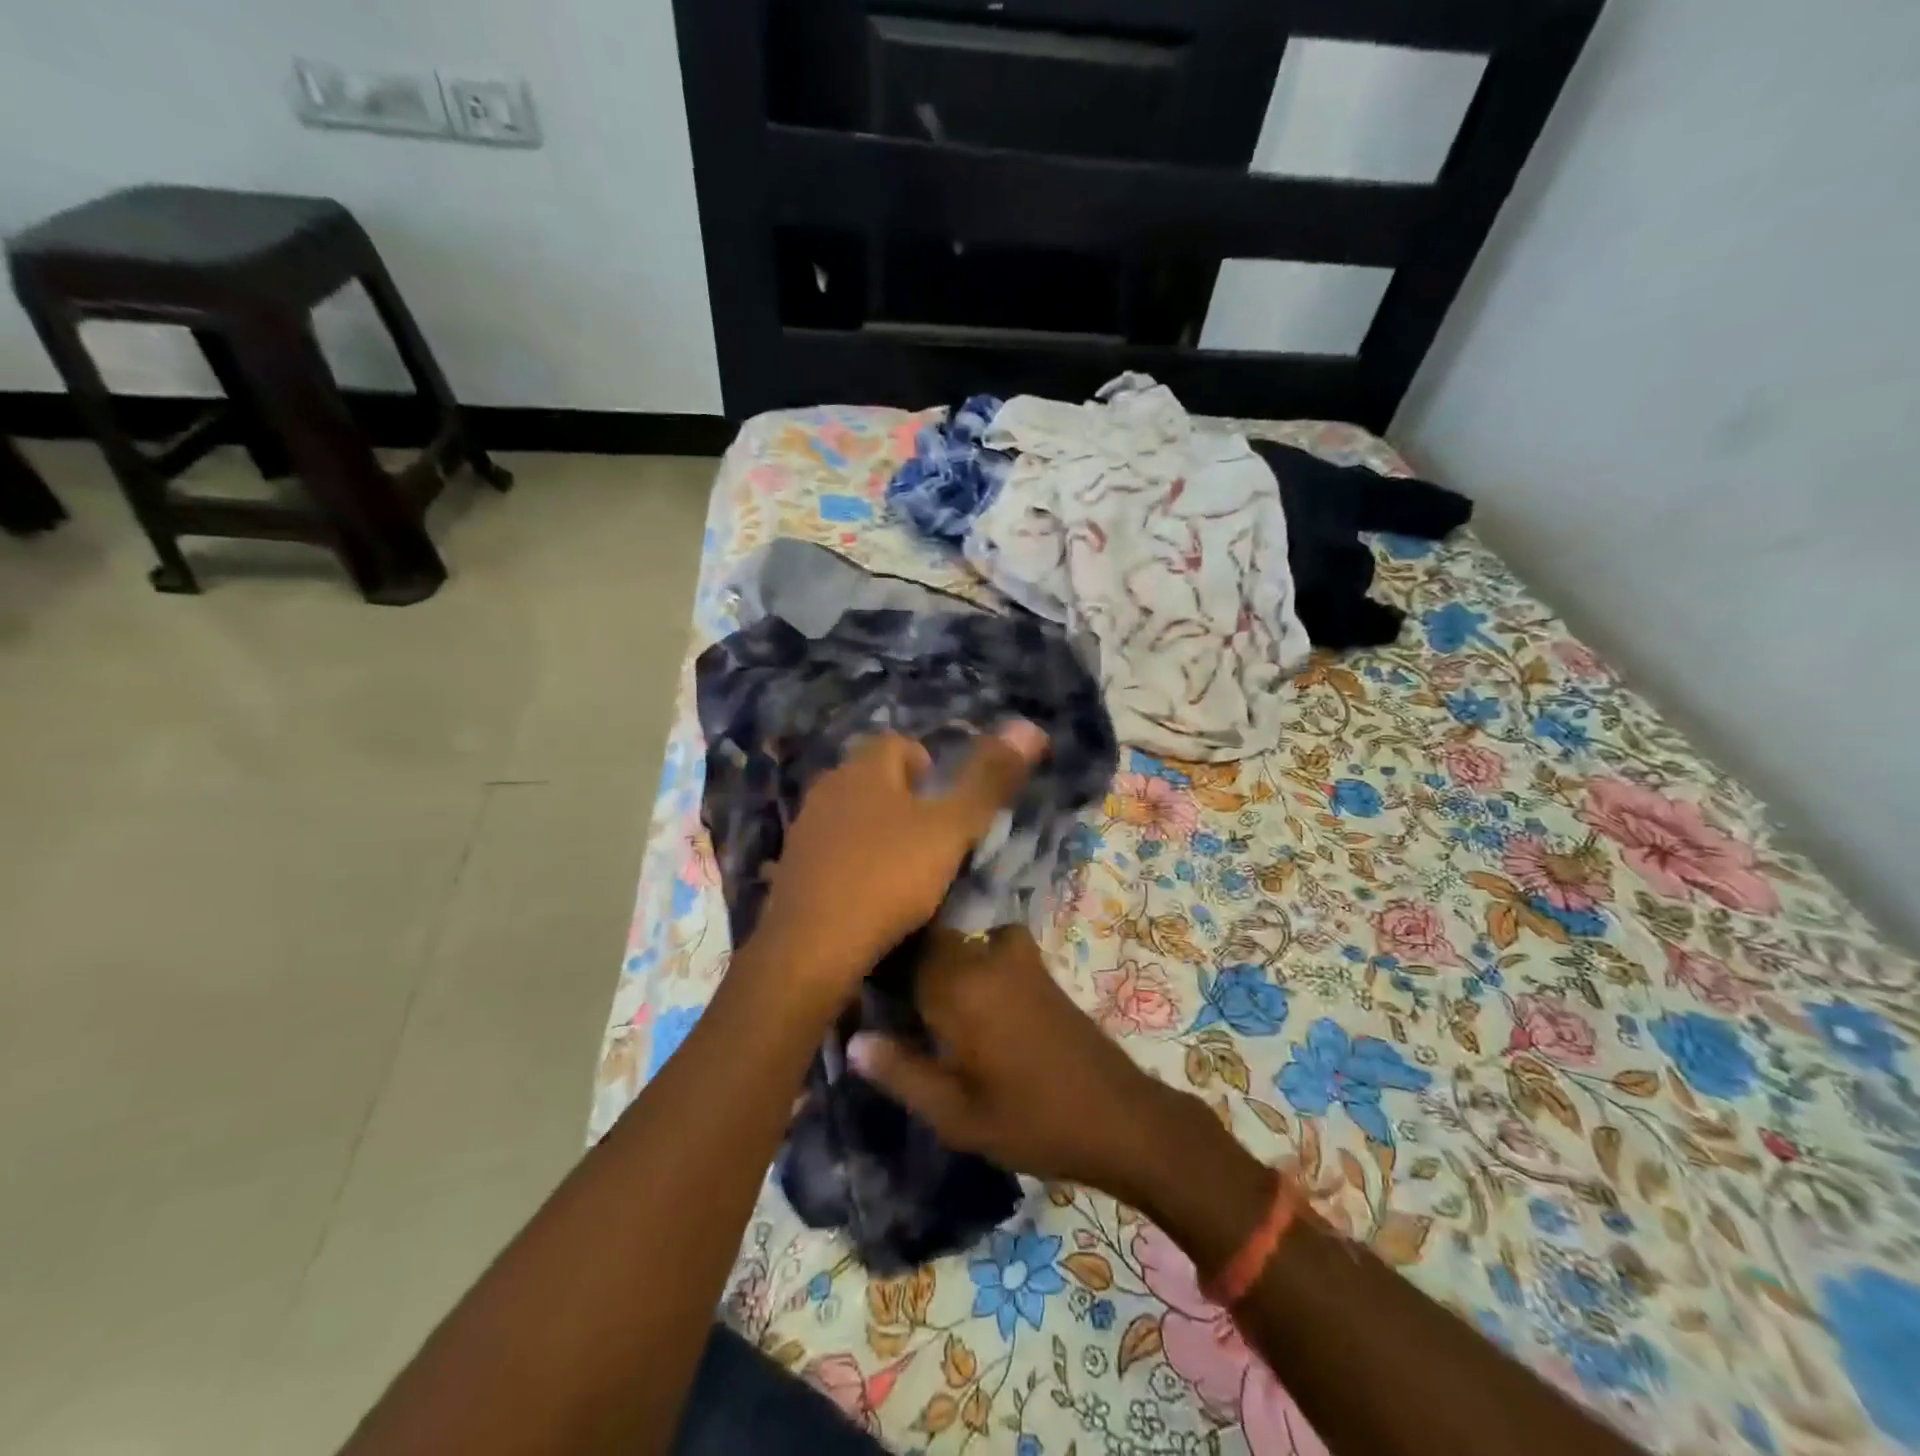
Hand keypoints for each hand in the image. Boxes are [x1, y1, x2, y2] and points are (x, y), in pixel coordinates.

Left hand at [749, 724, 1046, 1004]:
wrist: (811, 947)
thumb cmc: (888, 877)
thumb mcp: (951, 829)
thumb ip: (988, 781)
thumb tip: (1029, 726)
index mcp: (863, 768)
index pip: (898, 743)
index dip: (928, 765)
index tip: (947, 804)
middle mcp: (828, 787)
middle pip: (874, 777)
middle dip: (905, 798)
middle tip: (933, 838)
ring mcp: (805, 827)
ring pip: (852, 813)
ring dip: (878, 830)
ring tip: (905, 867)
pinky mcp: (792, 866)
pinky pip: (833, 848)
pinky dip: (854, 860)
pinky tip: (869, 892)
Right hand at [847, 927, 1200, 1201]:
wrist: (1119, 1117)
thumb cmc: (1032, 1123)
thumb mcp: (957, 1116)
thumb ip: (902, 1073)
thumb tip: (854, 1041)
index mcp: (959, 988)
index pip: (900, 959)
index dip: (877, 976)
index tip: (864, 1003)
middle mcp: (984, 957)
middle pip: (929, 944)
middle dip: (907, 968)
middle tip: (895, 1013)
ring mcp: (1016, 956)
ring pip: (960, 943)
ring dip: (941, 963)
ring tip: (931, 1008)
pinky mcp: (1038, 965)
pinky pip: (990, 944)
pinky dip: (974, 958)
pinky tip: (974, 998)